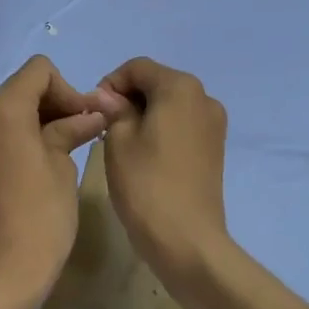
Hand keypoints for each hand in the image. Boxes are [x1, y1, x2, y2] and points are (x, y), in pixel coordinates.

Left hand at [0, 56, 111, 308]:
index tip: (84, 119)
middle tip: (81, 131)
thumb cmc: (41, 218)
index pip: (38, 72)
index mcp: (2, 112)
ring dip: (34, 120)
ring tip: (62, 148)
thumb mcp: (63, 167)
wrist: (0, 274)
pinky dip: (15, 137)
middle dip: (53, 103)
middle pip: (20, 89)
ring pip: (5, 111)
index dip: (67, 89)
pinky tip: (35, 164)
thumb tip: (91, 114)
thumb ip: (72, 130)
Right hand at [96, 58, 229, 272]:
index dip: (110, 82)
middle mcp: (204, 97)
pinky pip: (182, 124)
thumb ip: (114, 109)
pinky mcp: (215, 148)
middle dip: (128, 97)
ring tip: (121, 143)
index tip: (93, 110)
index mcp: (180, 87)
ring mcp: (214, 124)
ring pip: (170, 104)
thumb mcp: (118, 140)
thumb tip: (108, 96)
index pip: (137, 67)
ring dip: (144, 113)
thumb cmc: (146, 184)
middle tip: (103, 126)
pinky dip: (161, 129)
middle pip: (157, 82)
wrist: (187, 240)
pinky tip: (144, 154)